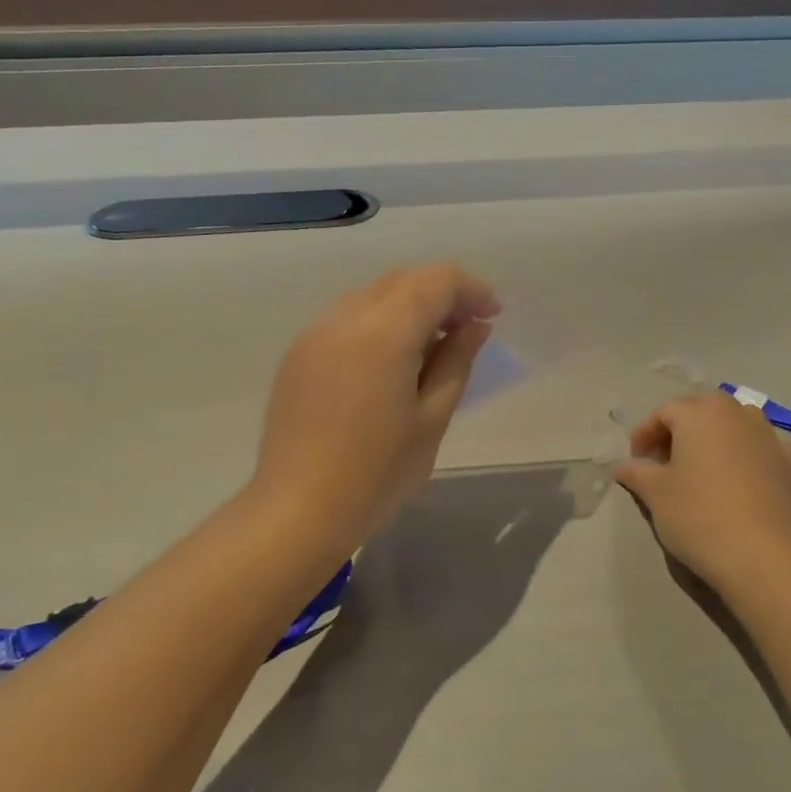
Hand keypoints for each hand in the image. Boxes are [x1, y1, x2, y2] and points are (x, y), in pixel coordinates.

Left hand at [251, 263, 500, 551]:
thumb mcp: (431, 418)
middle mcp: (344, 319)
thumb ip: (456, 361)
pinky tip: (390, 363)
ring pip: (372, 295)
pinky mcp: (297, 355)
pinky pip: (347, 318)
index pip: (436, 280)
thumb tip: (474, 326)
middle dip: (442, 294)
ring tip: (431, 348)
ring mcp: (314, 334)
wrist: (298, 511)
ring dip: (409, 306)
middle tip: (468, 331)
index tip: (493, 317)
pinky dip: (378, 323)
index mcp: (382, 333)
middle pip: (402, 280)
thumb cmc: (377, 473)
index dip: (471, 290)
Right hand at [615, 392, 790, 594]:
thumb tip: (622, 465)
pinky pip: (760, 447)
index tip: (635, 459)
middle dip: (679, 431)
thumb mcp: (655, 493)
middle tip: (663, 462)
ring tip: (700, 470)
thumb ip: (635, 471)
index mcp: (701, 413)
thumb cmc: (698, 516)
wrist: (763, 557)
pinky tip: (737, 480)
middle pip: (701, 411)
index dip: (645, 433)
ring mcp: (770, 436)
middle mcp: (738, 413)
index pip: (664, 412)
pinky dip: (744, 455)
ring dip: (713, 439)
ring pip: (734, 425)